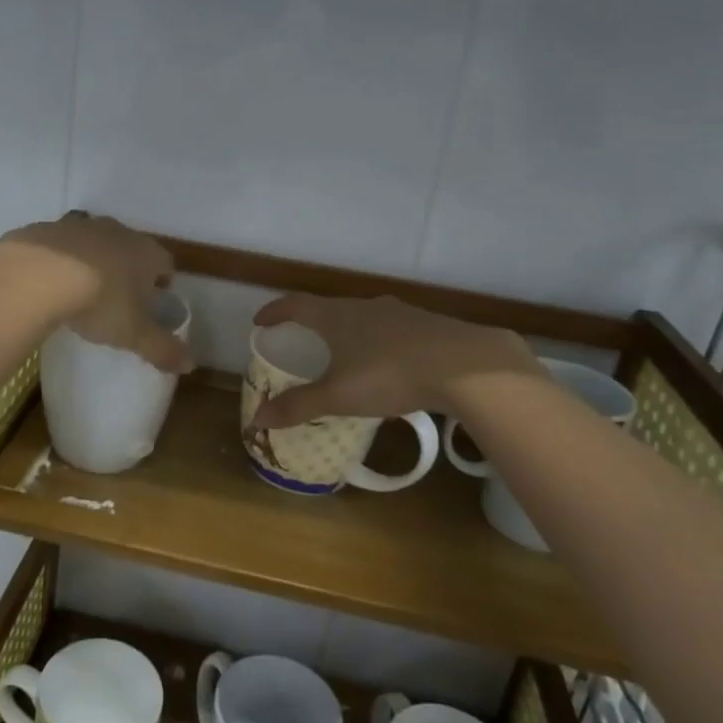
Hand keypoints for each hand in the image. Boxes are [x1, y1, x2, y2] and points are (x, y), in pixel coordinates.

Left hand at [0, 214, 192, 373]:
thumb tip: (190, 365)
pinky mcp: (47, 228)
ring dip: (94, 259)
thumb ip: (162, 349)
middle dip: (128, 268)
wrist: (37, 275)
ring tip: (82, 288)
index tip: (154, 301)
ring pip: (95, 241)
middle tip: (119, 297)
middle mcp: (117, 232)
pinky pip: (60, 243)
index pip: (165, 263)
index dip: (163, 282)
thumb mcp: (133, 334)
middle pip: (131, 248)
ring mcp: (80, 226)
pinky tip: (48, 281)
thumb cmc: (99, 302)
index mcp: (145, 253)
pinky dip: (60, 258)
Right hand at [251, 293, 540, 426]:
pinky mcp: (428, 325)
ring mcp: (400, 312)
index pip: (296, 305)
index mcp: (337, 316)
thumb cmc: (390, 374)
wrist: (466, 365)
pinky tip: (390, 363)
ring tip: (346, 353)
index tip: (260, 321)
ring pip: (365, 318)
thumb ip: (299, 406)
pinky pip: (393, 330)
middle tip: (302, 339)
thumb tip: (256, 417)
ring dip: (349, 331)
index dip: (275, 312)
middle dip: (313, 323)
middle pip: (331, 309)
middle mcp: (366, 306)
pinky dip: (379, 342)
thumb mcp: (339, 396)